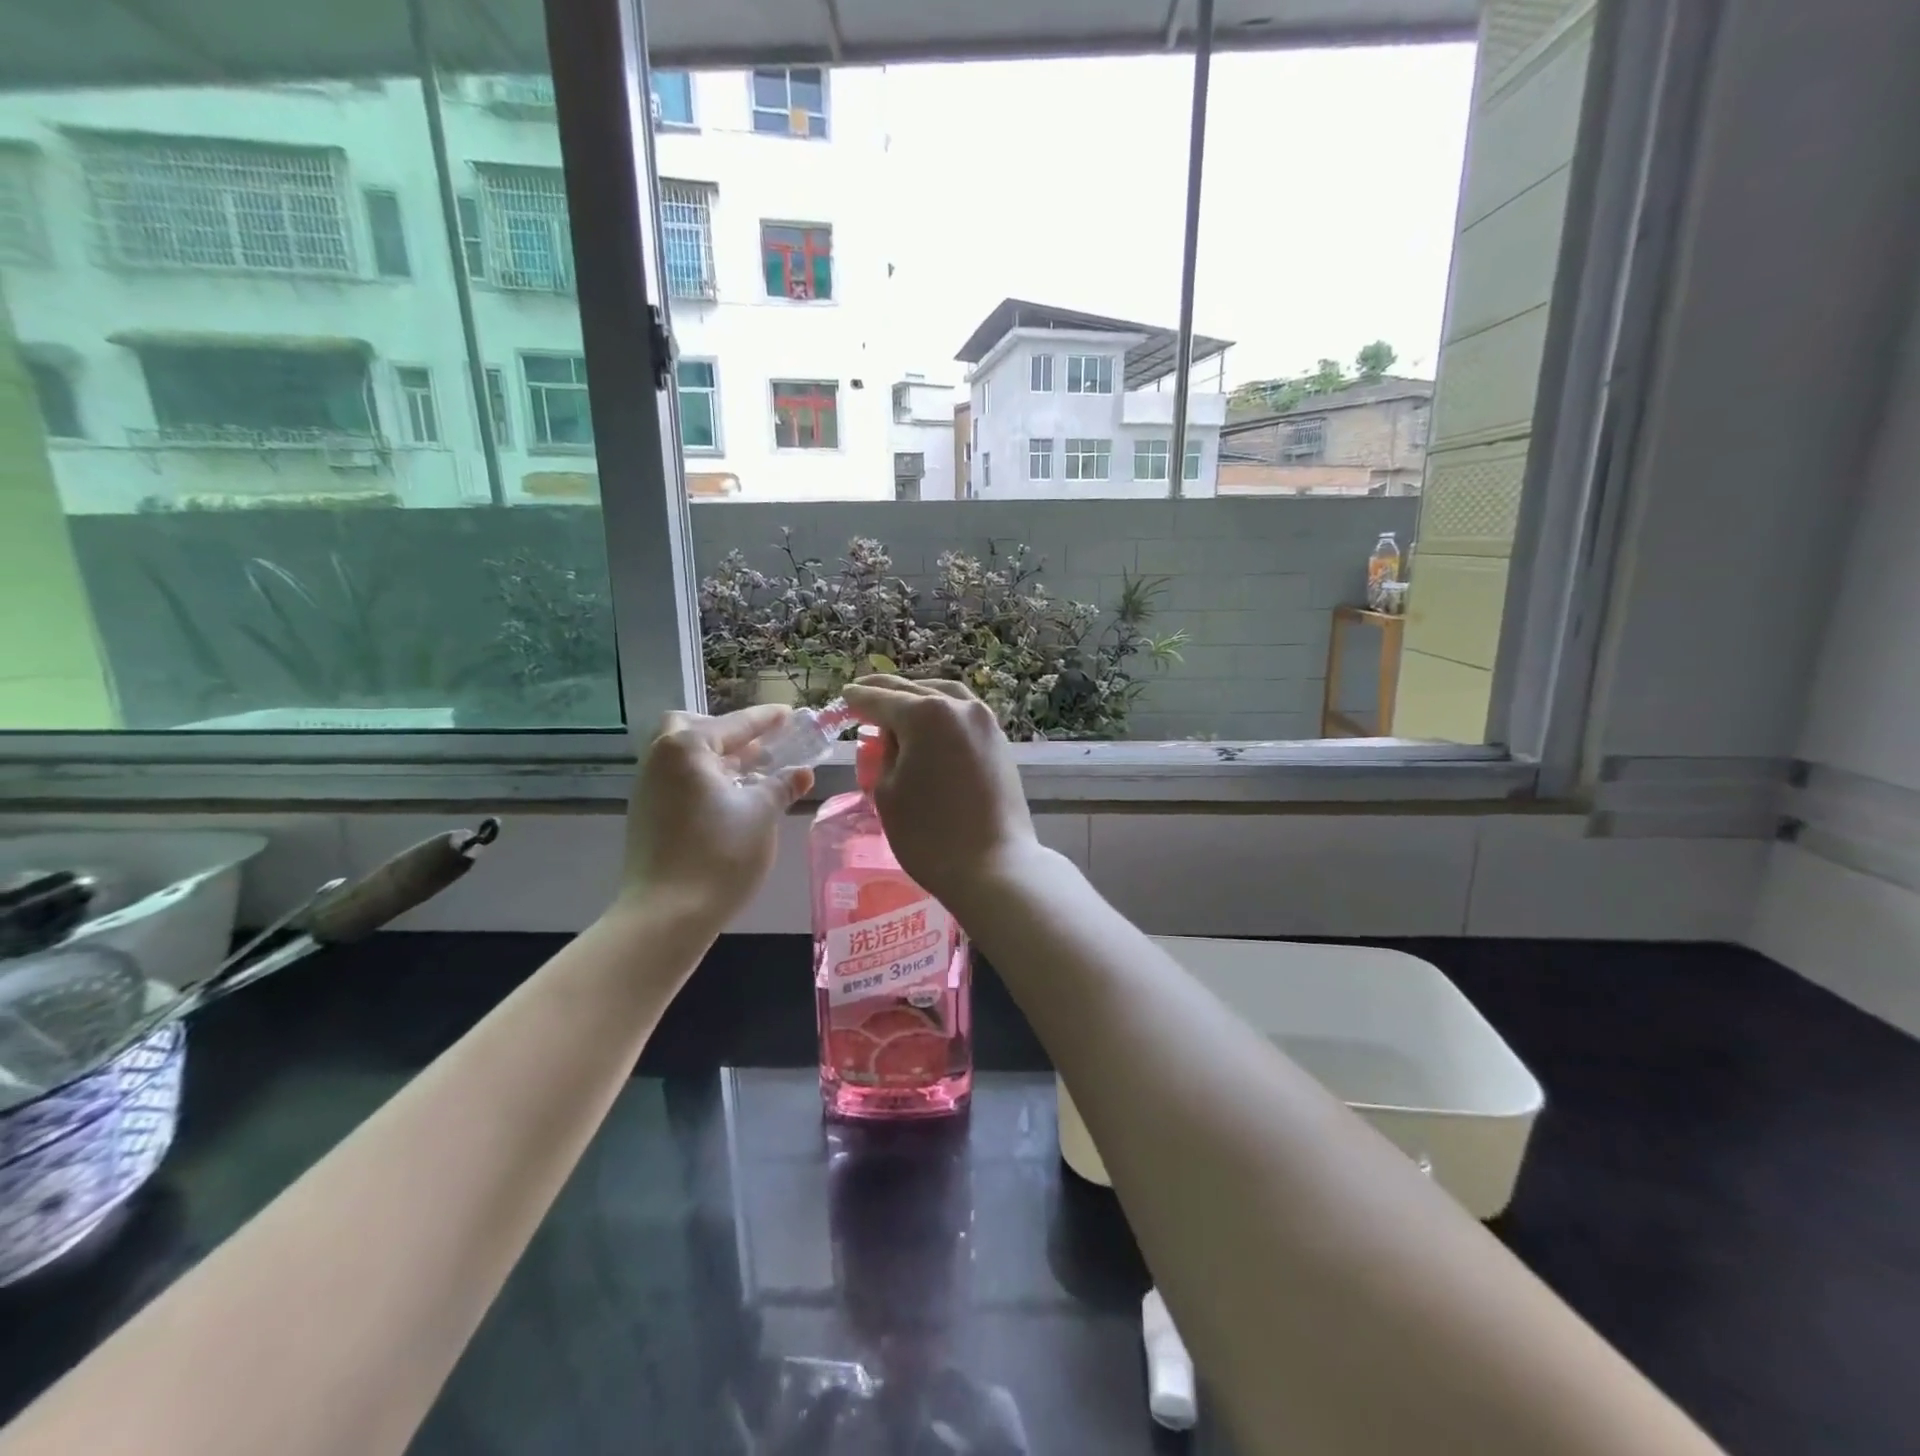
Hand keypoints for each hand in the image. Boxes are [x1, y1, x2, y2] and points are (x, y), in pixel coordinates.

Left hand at [617, 705, 812, 923]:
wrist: (666, 915)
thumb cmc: (719, 855)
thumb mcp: (761, 815)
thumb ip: (781, 787)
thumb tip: (802, 773)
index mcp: (687, 749)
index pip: (733, 724)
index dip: (764, 720)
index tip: (788, 713)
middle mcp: (660, 760)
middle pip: (690, 728)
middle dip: (724, 732)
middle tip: (756, 746)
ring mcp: (648, 789)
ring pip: (681, 757)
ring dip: (715, 758)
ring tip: (751, 774)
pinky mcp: (646, 816)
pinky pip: (677, 781)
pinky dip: (703, 779)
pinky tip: (729, 801)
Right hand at [840, 676, 1037, 905]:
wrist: (994, 866)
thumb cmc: (929, 835)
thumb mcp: (887, 792)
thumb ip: (884, 754)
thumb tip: (894, 737)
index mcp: (925, 714)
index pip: (881, 699)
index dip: (858, 698)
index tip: (844, 696)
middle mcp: (959, 707)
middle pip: (914, 691)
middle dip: (886, 692)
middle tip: (864, 692)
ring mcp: (985, 722)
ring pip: (944, 696)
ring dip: (918, 696)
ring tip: (898, 703)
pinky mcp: (1000, 742)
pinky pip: (963, 714)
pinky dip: (942, 711)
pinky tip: (930, 724)